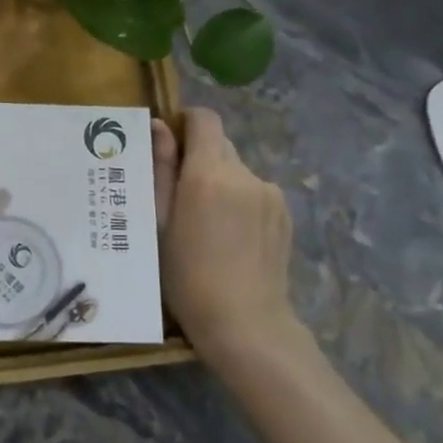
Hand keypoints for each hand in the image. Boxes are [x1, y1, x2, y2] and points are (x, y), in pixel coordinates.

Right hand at [152, 109, 299, 367]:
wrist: (245, 324)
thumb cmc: (187, 275)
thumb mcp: (160, 221)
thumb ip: (160, 168)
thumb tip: (158, 126)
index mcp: (209, 173)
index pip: (204, 118)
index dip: (185, 122)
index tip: (169, 144)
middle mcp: (244, 174)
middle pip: (219, 144)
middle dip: (198, 157)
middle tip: (178, 192)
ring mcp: (270, 193)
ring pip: (236, 169)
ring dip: (219, 180)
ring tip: (205, 222)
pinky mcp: (284, 213)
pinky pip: (254, 191)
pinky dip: (238, 200)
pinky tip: (230, 236)